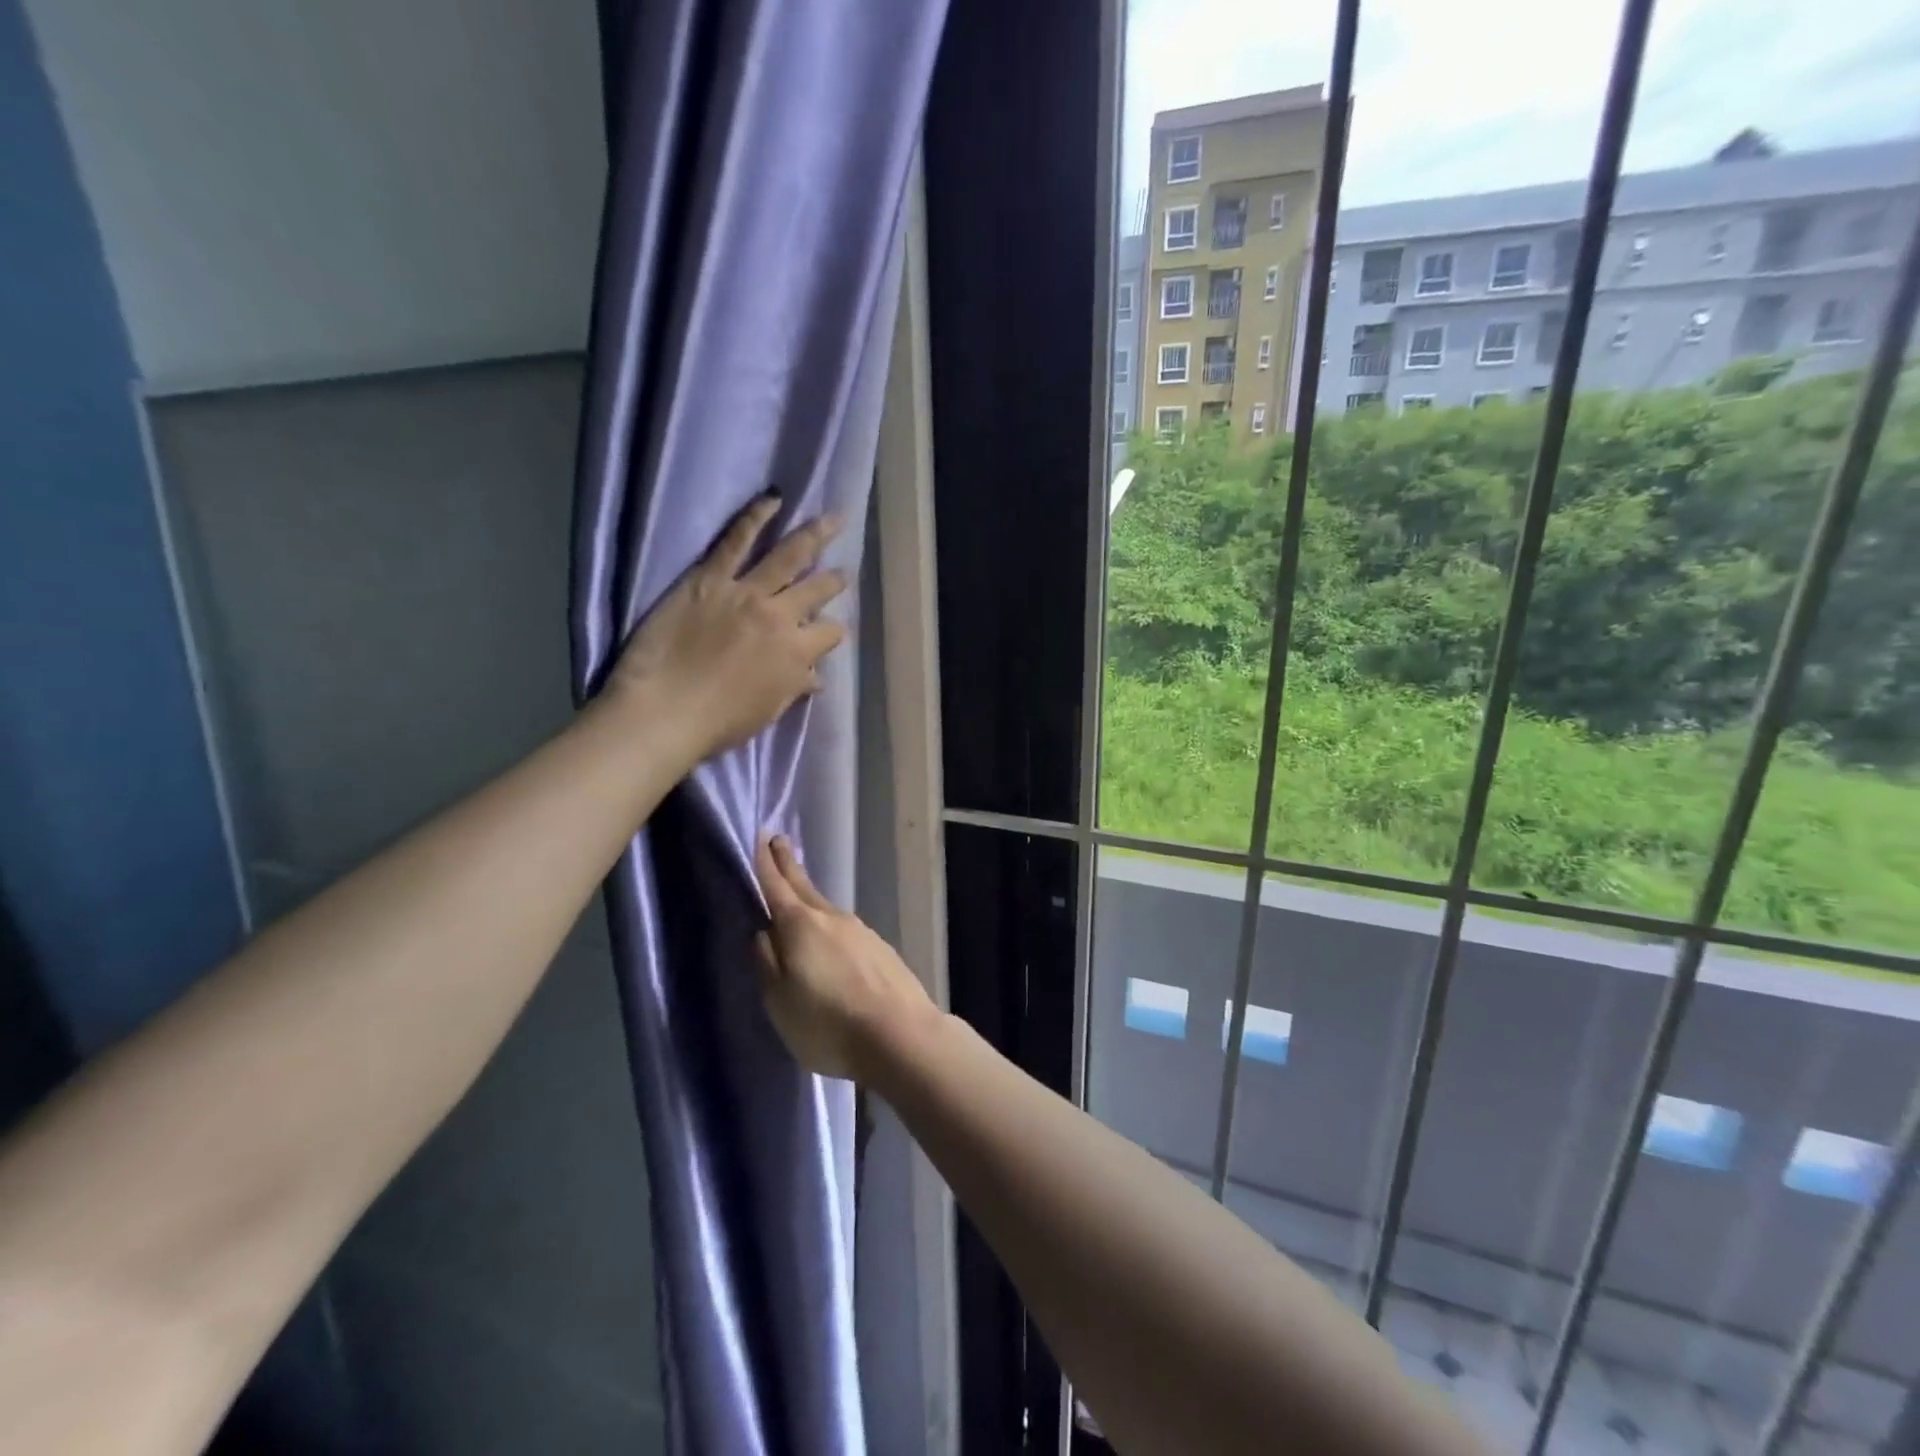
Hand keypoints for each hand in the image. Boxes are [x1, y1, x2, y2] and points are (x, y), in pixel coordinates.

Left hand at [609, 495, 847, 757]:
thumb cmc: (718, 723)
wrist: (665, 712)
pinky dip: (756, 516)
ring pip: (790, 556)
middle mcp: (781, 617)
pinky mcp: (710, 578)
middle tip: (842, 570)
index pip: (830, 633)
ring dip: (815, 535)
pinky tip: (773, 499)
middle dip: (834, 579)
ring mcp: (747, 593)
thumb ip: (794, 687)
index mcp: (796, 654)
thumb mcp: (768, 711)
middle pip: (818, 590)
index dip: (833, 630)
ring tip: (833, 519)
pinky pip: (737, 541)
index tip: (830, 630)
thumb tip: (816, 678)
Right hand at [754, 834, 938, 1080]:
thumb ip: (767, 962)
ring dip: (809, 897)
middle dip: (789, 865)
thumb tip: (763, 931)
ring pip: (826, 908)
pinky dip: (830, 924)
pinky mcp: (881, 949)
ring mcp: (861, 931)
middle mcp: (832, 918)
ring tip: (798, 894)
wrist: (901, 1035)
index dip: (766, 862)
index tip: (762, 837)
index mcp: (801, 925)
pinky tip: (830, 939)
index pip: (777, 885)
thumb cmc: (828, 1023)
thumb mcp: (779, 1001)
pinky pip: (845, 929)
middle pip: (804, 887)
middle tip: (778, 843)